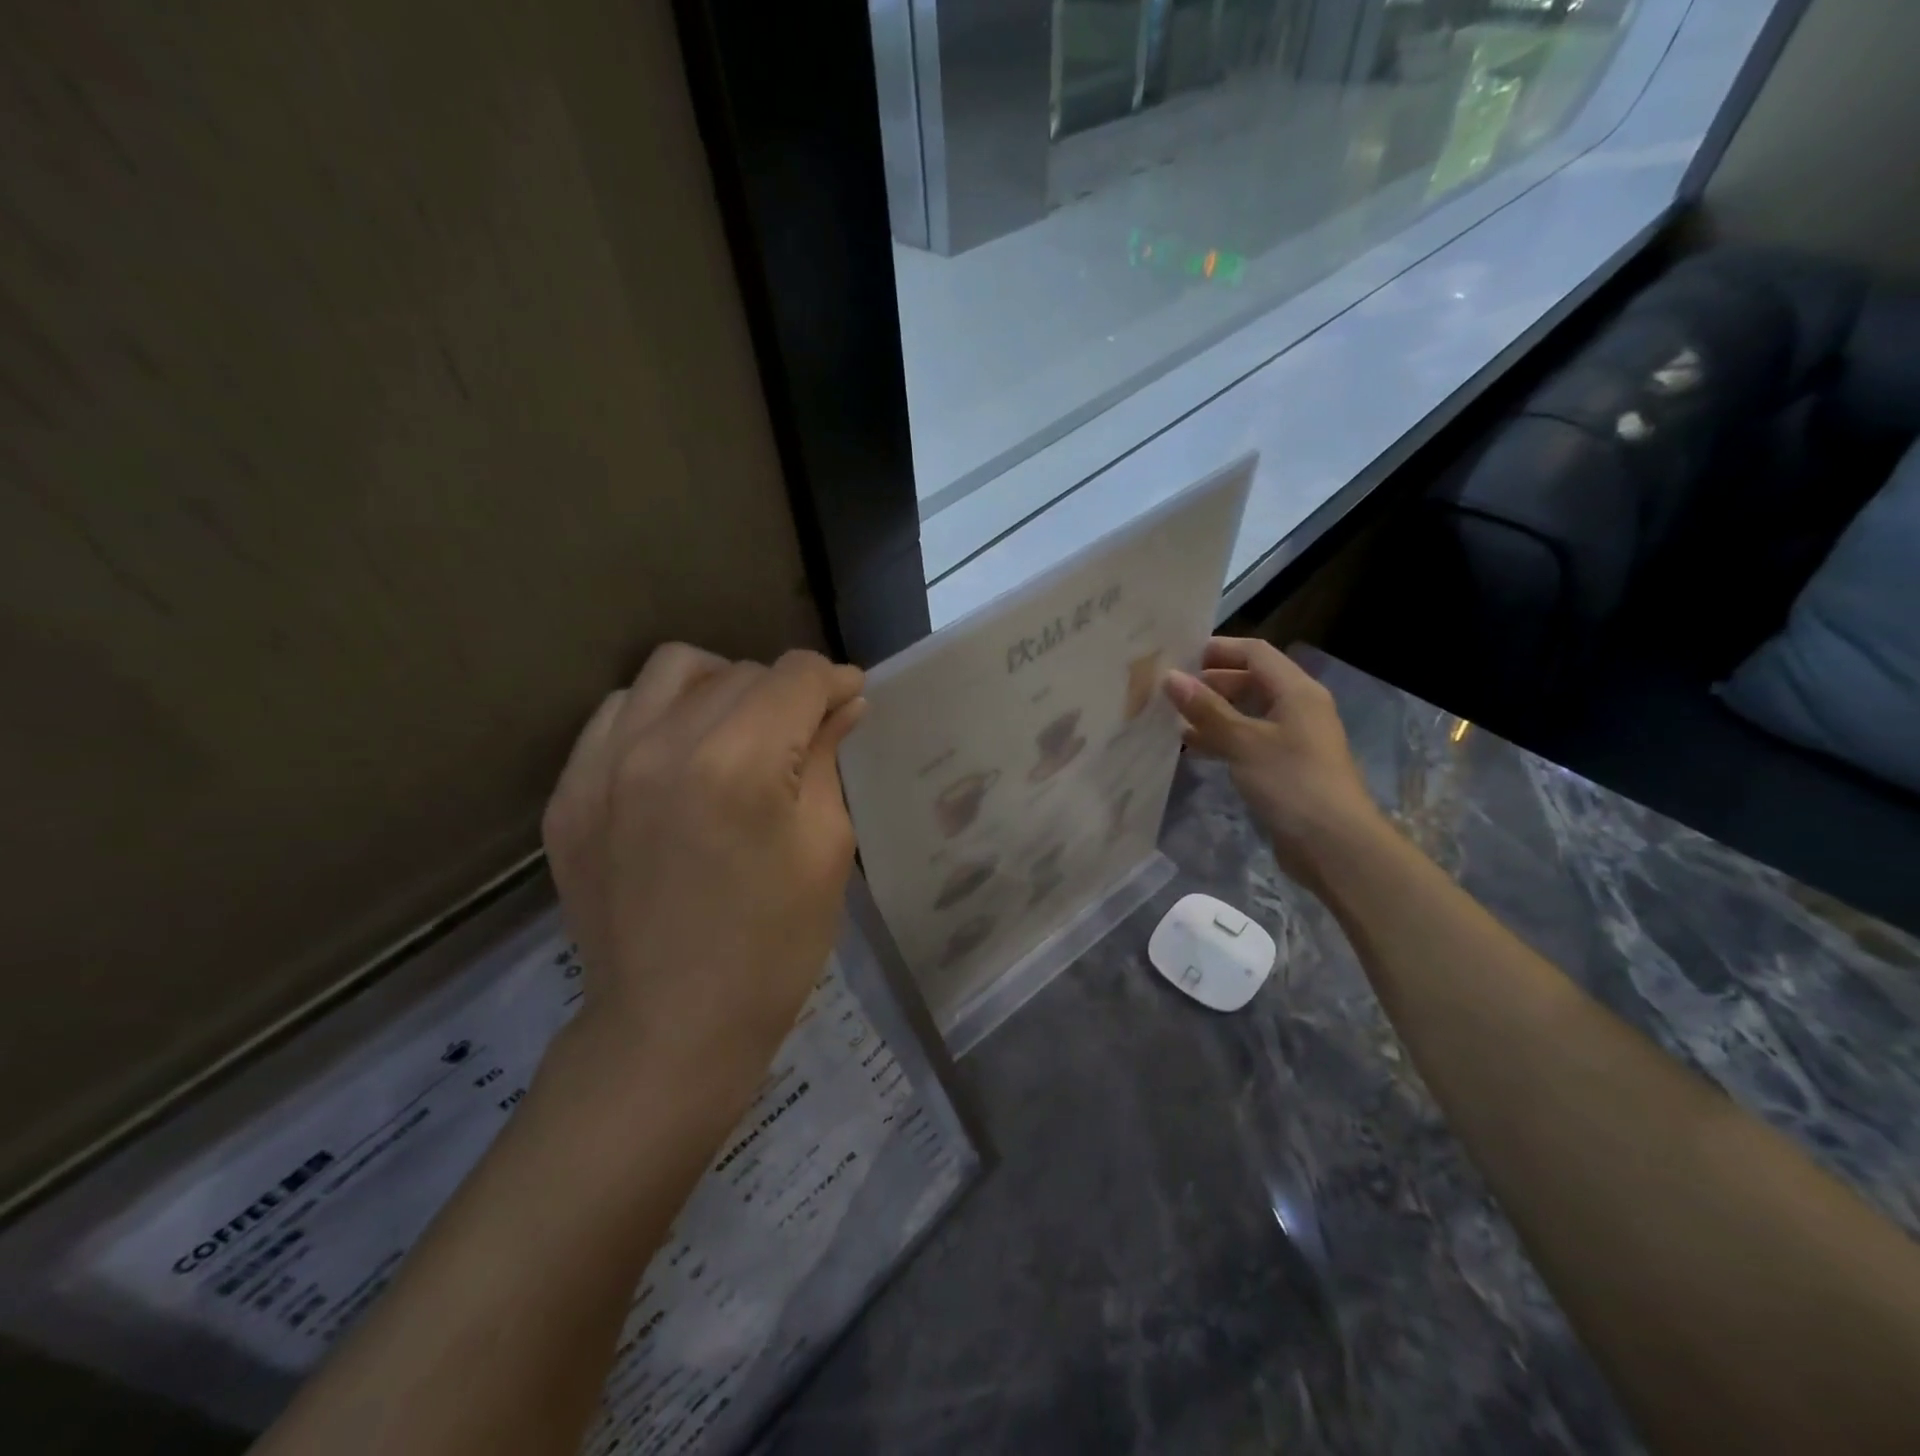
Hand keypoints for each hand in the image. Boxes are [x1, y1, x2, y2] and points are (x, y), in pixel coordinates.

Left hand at [540, 644, 866, 1106]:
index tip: (849, 702)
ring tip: (738, 730)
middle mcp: (661, 744)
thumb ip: (827, 758)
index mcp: (738, 763)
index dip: (833, 681)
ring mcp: (601, 766)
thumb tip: (842, 703)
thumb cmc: (774, 945)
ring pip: (673, 670)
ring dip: (720, 687)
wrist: (671, 1027)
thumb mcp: (826, 849)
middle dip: (785, 692)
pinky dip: (659, 715)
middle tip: (803, 733)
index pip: (796, 675)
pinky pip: (617, 712)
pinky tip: (679, 758)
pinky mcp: (568, 793)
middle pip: (740, 671)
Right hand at [1164, 638, 1382, 889]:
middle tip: (1169, 690)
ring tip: (1172, 718)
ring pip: (1247, 713)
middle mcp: (1297, 708)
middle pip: (1251, 681)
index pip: (1255, 653)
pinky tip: (1193, 748)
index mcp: (1296, 691)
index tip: (1178, 655)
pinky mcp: (1284, 767)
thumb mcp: (1244, 741)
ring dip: (1213, 713)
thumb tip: (1170, 676)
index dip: (1218, 649)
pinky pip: (1248, 741)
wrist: (1334, 845)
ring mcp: (1292, 739)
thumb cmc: (1291, 782)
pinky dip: (1222, 739)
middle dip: (1211, 682)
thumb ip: (1206, 709)